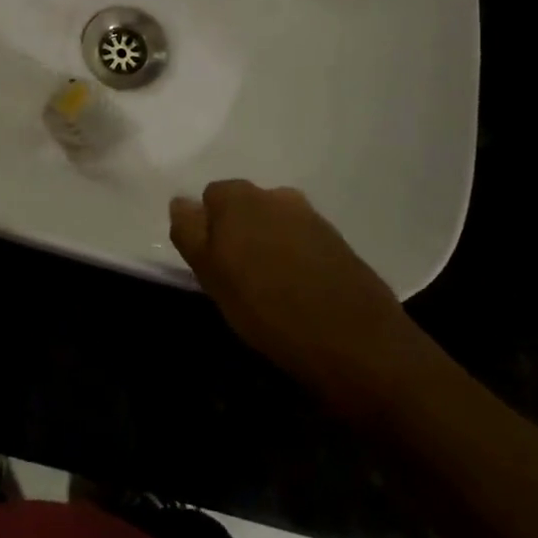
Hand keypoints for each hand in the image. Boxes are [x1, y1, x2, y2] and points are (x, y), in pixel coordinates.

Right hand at [169, 180, 414, 404]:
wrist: (354, 340)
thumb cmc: (267, 309)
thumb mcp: (212, 275)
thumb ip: (191, 233)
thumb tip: (182, 202)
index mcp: (239, 198)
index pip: (211, 197)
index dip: (208, 228)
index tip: (212, 262)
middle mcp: (276, 196)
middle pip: (244, 205)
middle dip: (239, 231)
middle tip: (238, 275)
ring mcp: (311, 217)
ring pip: (274, 221)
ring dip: (268, 242)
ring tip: (270, 285)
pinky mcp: (338, 241)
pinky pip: (302, 240)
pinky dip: (295, 256)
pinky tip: (299, 289)